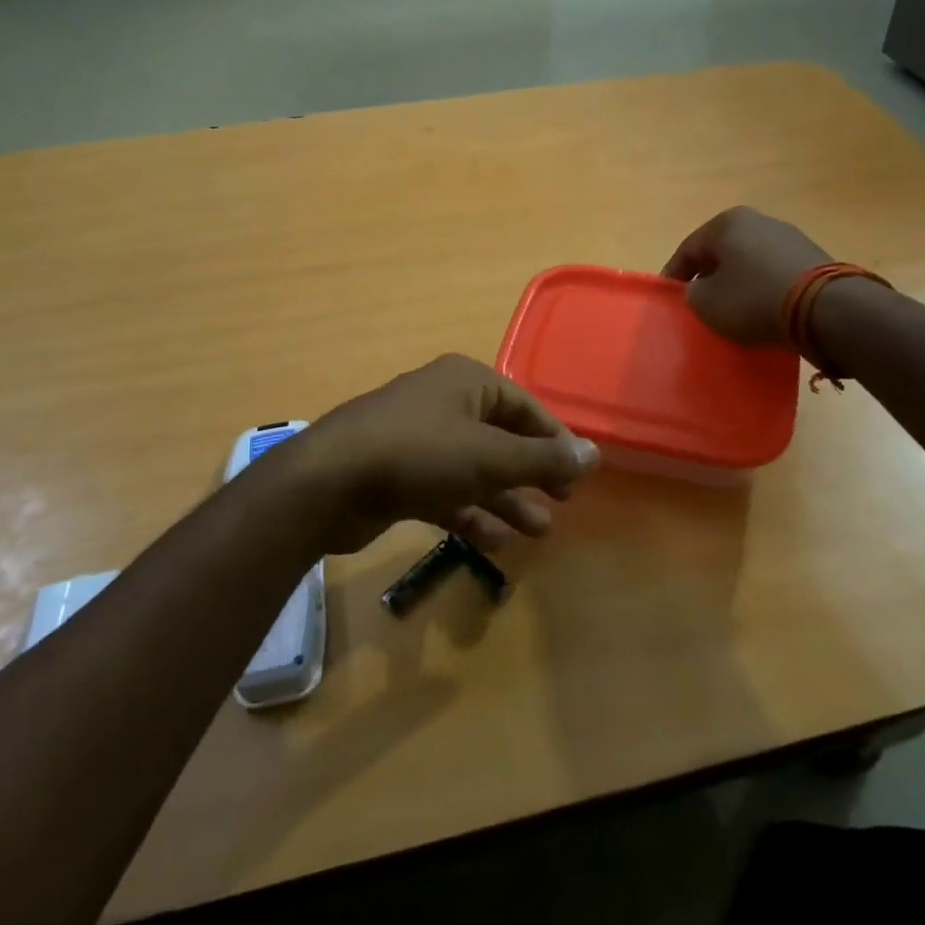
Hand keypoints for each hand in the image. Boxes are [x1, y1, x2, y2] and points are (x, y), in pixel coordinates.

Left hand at [279, 354, 598, 554]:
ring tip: (538, 532)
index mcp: (467, 382)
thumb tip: (595, 453)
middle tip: (561, 503)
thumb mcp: (489, 457)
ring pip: (476, 469)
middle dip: (531, 473)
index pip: (525, 407)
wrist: (329, 483)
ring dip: (506, 499)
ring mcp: (419, 439)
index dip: (555, 441)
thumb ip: (543, 458)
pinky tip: (495, 542)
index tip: (577, 476)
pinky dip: (471, 513)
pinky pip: (448, 491)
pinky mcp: (401, 475)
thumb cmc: (419, 454)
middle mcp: (445, 403)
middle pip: (501, 438)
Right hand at [661, 207, 831, 345]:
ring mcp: (789, 237)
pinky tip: (762, 310)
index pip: (688, 250)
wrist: (825, 309)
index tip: (669, 298)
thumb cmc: (753, 299)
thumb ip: (692, 293)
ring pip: (749, 262)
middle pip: (721, 253)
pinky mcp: (812, 258)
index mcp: (727, 223)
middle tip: (699, 304)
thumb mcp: (707, 303)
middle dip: (708, 277)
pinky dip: (763, 289)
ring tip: (731, 311)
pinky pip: (774, 273)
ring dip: (737, 283)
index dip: (674, 276)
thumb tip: (700, 290)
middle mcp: (758, 220)